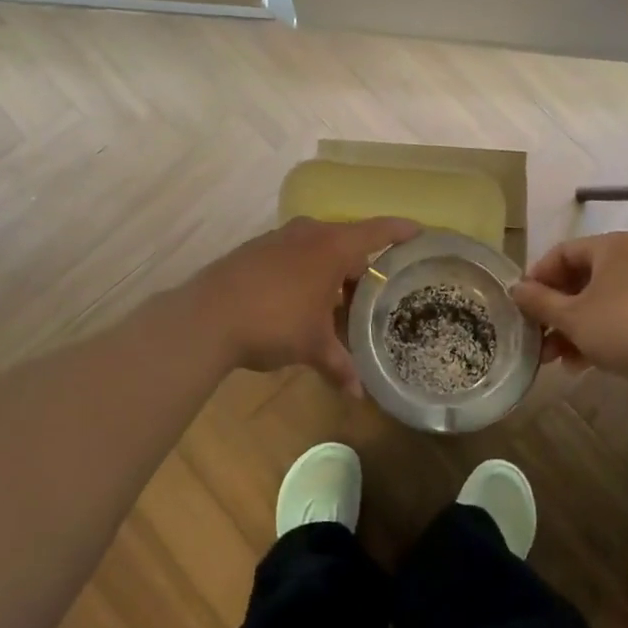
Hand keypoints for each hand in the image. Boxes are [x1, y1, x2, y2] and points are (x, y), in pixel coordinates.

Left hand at [190, 216, 421, 395]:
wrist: (206, 316)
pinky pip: (293, 255)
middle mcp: (309, 233)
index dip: (402, 231)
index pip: (378, 231)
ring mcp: (279, 238)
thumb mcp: (312, 346)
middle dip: (360, 270)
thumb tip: (358, 395)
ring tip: (336, 307)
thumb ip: (339, 365)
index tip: (421, 232)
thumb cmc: (274, 322)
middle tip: (372, 298)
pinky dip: (304, 273)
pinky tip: (299, 303)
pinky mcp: (255, 249)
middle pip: (347, 243)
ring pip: (318, 249)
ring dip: (330, 273)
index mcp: (332, 246)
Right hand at [508, 231, 627, 378]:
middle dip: (552, 312)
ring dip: (568, 329)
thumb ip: (539, 301)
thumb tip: (515, 289)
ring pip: (593, 303)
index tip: (521, 304)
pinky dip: (591, 336)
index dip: (537, 277)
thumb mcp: (571, 315)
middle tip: (534, 335)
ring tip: (550, 358)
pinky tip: (576, 364)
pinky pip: (612, 318)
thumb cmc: (620, 325)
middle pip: (577, 280)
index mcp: (610, 246)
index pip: (561, 253)